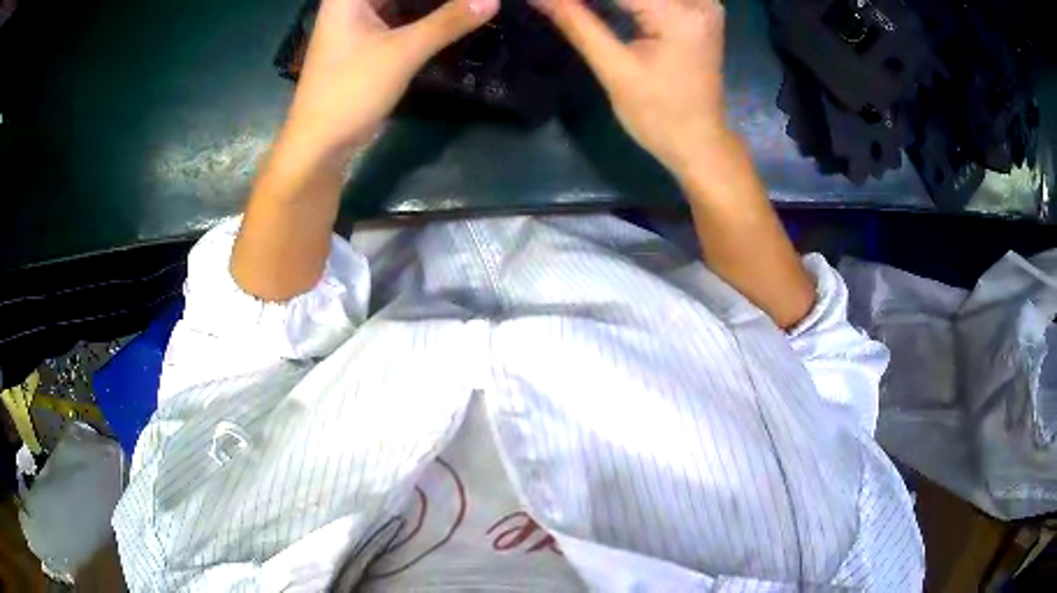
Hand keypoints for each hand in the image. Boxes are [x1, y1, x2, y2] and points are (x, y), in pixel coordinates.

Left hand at [281, 0, 499, 164]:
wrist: (319, 144)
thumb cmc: (351, 90)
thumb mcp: (403, 52)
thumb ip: (449, 22)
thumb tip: (491, 0)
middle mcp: (349, 4)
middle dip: (436, 0)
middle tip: (472, 2)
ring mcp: (355, 23)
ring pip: (399, 3)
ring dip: (431, 6)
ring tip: (466, 7)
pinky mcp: (363, 43)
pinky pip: (397, 19)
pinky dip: (421, 18)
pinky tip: (448, 20)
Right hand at [533, 0, 726, 173]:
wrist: (699, 142)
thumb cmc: (658, 115)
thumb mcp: (613, 69)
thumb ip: (576, 23)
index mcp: (680, 14)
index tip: (547, 1)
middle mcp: (699, 1)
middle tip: (564, 7)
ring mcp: (703, 5)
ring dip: (608, 0)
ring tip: (577, 9)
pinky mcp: (699, 12)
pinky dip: (627, 1)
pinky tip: (605, 8)